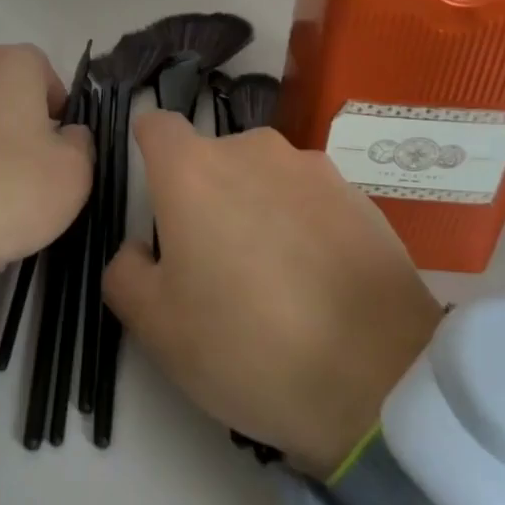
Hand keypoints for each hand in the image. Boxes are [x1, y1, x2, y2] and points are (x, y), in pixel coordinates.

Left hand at [0, 45, 92, 273]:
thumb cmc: (2, 190)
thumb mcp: (73, 176)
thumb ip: (80, 144)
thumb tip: (65, 134)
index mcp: (9, 64)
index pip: (44, 72)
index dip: (56, 110)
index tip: (56, 150)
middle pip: (0, 94)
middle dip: (14, 130)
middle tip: (21, 180)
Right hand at [102, 110, 441, 475]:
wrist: (378, 378)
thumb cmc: (248, 345)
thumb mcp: (157, 327)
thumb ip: (125, 272)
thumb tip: (139, 248)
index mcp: (193, 170)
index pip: (157, 126)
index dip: (148, 150)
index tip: (155, 192)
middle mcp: (252, 150)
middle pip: (213, 158)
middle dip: (206, 196)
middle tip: (214, 263)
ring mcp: (312, 168)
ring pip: (264, 177)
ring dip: (257, 209)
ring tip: (275, 278)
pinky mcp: (359, 195)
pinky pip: (310, 199)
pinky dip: (303, 224)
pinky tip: (318, 282)